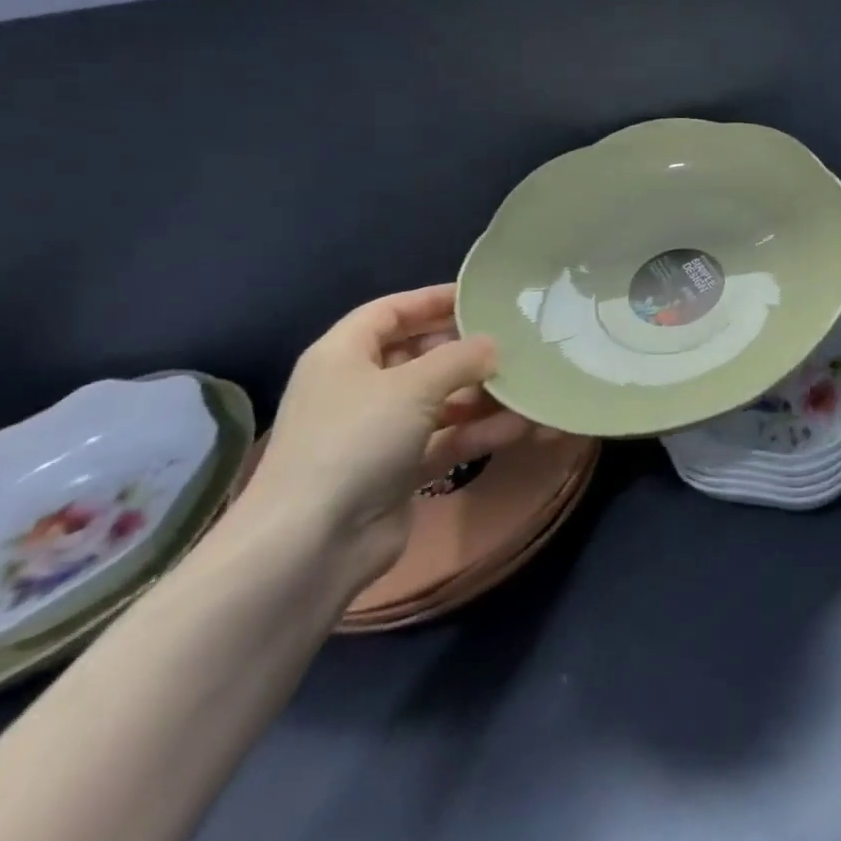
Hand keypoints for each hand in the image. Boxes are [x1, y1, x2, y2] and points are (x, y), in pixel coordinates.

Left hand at [240, 285, 534, 592]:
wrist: (313, 544)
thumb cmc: (355, 441)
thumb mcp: (413, 386)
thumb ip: (460, 358)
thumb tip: (494, 346)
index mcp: (343, 354)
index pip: (391, 311)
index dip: (433, 300)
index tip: (481, 296)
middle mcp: (358, 387)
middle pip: (419, 355)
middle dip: (466, 351)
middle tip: (514, 342)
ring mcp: (378, 431)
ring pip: (438, 399)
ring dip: (481, 395)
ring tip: (527, 386)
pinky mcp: (398, 470)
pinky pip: (445, 438)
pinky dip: (477, 432)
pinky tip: (519, 426)